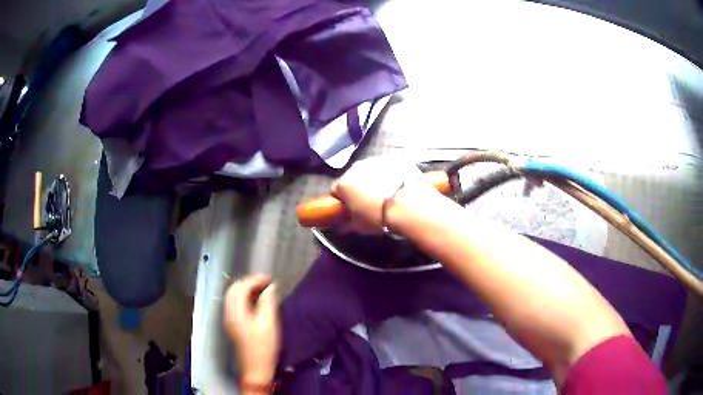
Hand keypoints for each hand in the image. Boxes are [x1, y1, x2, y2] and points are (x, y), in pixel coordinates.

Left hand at [224, 274, 279, 384]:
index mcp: (236, 312)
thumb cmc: (263, 347)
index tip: (270, 279)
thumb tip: (271, 287)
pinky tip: (257, 302)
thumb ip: (268, 302)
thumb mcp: (269, 323)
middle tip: (266, 282)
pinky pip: (237, 305)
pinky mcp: (235, 326)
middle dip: (249, 282)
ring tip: (263, 289)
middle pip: (234, 290)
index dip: (255, 280)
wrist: (256, 369)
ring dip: (247, 290)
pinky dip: (246, 298)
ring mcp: (231, 320)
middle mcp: (229, 313)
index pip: (240, 287)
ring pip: (234, 297)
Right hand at [330, 156, 427, 232]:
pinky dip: (388, 175)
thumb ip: (348, 222)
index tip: (349, 208)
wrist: (406, 203)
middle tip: (368, 202)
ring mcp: (374, 161)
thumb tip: (343, 224)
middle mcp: (355, 168)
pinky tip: (396, 187)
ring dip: (373, 180)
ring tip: (385, 194)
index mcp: (343, 183)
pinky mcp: (392, 159)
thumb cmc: (378, 216)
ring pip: (369, 171)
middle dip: (357, 187)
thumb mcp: (359, 226)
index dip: (341, 199)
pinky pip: (386, 168)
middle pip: (352, 177)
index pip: (335, 190)